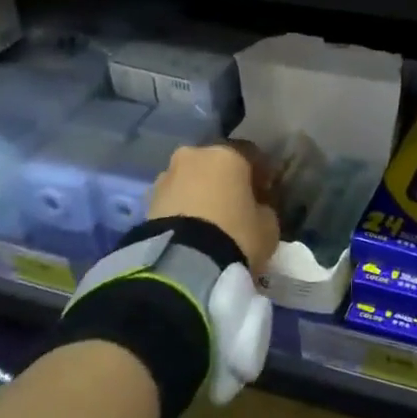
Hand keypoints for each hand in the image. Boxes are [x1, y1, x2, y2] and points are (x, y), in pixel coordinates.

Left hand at [147, 143, 280, 273]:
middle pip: (215, 163)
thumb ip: (264, 210)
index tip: (265, 193)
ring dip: (200, 194)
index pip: (251, 154)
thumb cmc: (235, 235)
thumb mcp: (268, 227)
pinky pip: (174, 199)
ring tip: (209, 222)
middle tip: (235, 206)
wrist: (182, 263)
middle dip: (225, 181)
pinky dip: (183, 209)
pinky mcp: (147, 200)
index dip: (261, 174)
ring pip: (191, 180)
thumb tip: (257, 209)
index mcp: (227, 154)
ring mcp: (166, 176)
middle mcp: (194, 155)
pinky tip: (191, 230)